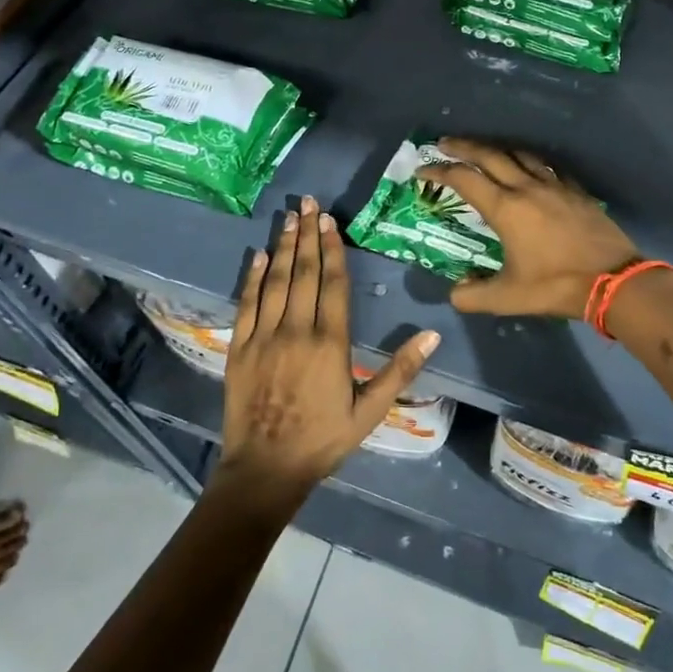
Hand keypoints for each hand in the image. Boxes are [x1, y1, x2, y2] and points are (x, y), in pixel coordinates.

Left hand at [216, 196, 439, 503]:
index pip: (334, 284)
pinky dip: (252, 277)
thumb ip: (400, 371)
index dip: (333, 250)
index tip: (331, 221)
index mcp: (331, 343)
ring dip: (282, 246)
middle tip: (309, 203)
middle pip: (303, 273)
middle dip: (307, 235)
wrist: (266, 469)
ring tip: (288, 217)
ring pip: (275, 281)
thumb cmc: (324, 440)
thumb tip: (432, 336)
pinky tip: (258, 254)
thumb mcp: (370, 411)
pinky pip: (247, 303)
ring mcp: (264, 337)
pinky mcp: (240, 347)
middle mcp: (297, 330)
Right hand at [417, 138, 639, 319]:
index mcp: (505, 209)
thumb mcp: (508, 298)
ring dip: (497, 149)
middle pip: (489, 156)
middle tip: (444, 143)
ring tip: (485, 150)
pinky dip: (531, 162)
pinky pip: (548, 167)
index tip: (423, 170)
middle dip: (463, 147)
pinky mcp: (576, 191)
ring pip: (520, 155)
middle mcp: (526, 188)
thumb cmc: (556, 286)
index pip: (464, 180)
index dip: (439, 172)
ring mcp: (555, 186)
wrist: (613, 280)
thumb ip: (473, 295)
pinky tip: (531, 167)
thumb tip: (454, 292)